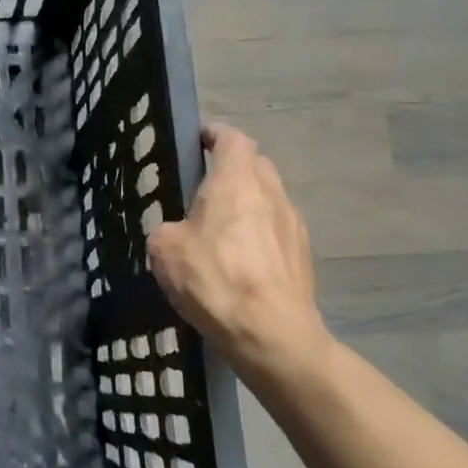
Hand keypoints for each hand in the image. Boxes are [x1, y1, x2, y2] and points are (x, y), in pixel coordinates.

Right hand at [147, 122, 332, 383]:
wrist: (271, 333)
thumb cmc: (214, 278)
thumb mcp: (164, 249)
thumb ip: (168, 229)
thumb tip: (178, 233)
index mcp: (236, 181)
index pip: (233, 139)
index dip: (216, 135)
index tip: (199, 140)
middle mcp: (271, 193)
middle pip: (256, 165)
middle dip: (233, 169)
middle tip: (205, 186)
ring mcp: (293, 225)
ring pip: (269, 199)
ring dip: (248, 204)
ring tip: (221, 228)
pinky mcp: (303, 256)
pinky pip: (277, 231)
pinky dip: (259, 234)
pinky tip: (240, 260)